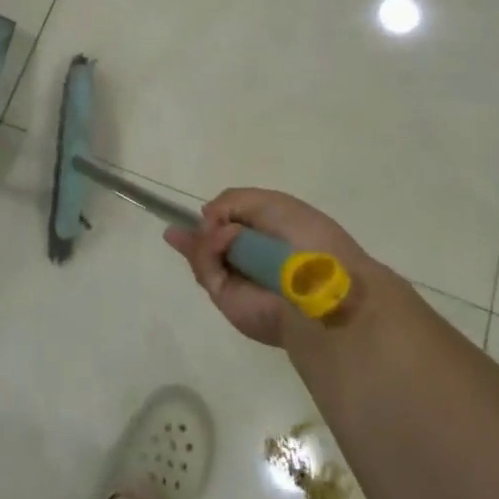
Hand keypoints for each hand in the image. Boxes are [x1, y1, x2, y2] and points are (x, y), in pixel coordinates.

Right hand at [165, 188, 371, 346]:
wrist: (320, 288)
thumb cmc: (306, 238)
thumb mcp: (270, 203)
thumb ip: (232, 201)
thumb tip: (205, 216)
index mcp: (269, 236)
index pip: (233, 223)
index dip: (217, 215)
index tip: (205, 212)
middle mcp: (251, 258)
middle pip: (211, 242)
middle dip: (196, 232)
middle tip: (178, 228)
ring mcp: (237, 279)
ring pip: (203, 254)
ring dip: (205, 238)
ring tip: (214, 231)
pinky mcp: (225, 298)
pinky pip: (206, 268)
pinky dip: (208, 250)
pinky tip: (223, 240)